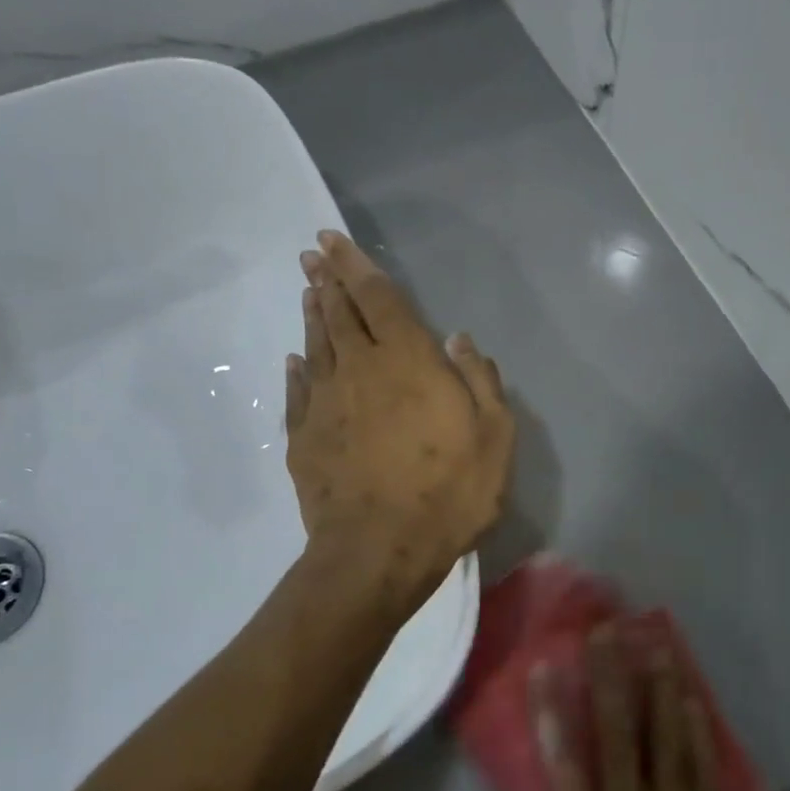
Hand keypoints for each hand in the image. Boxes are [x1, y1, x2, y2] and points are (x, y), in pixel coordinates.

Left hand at [286, 230, 514, 607]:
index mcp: (407, 361)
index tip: (332, 240)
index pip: (377, 297)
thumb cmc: (448, 492)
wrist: (380, 550)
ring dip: (313, 316)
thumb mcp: (494, 437)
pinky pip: (298, 392)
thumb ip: (480, 382)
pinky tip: (295, 360)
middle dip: (326, 281)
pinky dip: (297, 370)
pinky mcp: (304, 438)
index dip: (355, 265)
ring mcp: (325, 404)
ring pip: (316, 347)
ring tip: (307, 293)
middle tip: (311, 257)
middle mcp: (360, 370)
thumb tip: (459, 340)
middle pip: (339, 314)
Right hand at [505, 629, 789, 790]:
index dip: (550, 707)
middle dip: (609, 676)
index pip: (563, 756)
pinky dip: (696, 732)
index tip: (544, 663)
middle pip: (618, 731)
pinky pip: (702, 773)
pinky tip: (692, 699)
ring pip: (665, 740)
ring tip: (653, 644)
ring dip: (658, 688)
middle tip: (606, 630)